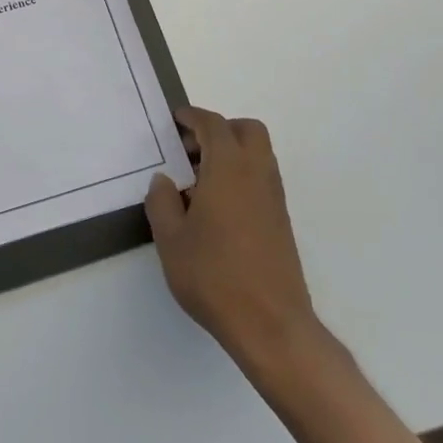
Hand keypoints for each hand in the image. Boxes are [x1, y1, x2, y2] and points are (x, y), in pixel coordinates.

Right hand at [145, 106, 320, 370]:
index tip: (175, 120)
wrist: (271, 324)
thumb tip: (165, 181)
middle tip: (189, 150)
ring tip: (196, 181)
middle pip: (246, 131)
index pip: (214, 125)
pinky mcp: (280, 220)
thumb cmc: (214, 276)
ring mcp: (273, 198)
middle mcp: (257, 175)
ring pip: (257, 154)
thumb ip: (162, 202)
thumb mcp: (170, 239)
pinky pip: (260, 178)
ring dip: (230, 153)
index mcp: (229, 169)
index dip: (193, 117)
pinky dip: (239, 174)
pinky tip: (215, 206)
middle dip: (218, 130)